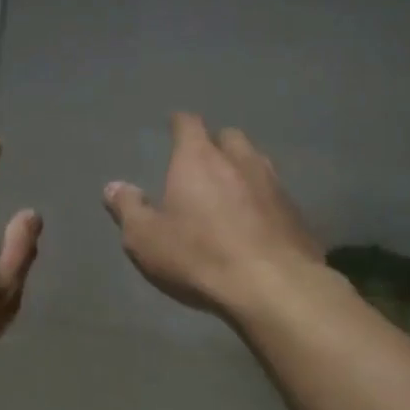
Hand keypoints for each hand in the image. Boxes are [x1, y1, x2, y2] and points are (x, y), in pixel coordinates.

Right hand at [102, 113, 322, 319]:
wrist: (273, 286)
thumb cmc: (199, 255)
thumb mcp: (145, 238)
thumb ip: (128, 208)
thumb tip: (113, 186)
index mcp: (198, 159)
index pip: (189, 123)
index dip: (180, 124)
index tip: (174, 127)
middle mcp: (240, 160)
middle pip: (229, 137)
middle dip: (215, 144)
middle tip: (202, 162)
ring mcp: (274, 184)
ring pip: (257, 162)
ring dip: (242, 169)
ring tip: (230, 189)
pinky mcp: (296, 213)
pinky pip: (275, 195)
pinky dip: (262, 200)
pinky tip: (256, 221)